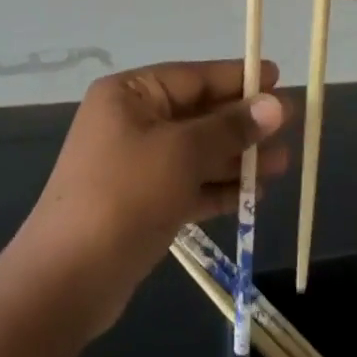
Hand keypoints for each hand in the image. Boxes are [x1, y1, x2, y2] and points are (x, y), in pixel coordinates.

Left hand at [16, 60, 286, 334]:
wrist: (68, 280)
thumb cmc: (126, 195)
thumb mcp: (183, 153)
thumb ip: (230, 128)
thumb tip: (275, 104)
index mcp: (130, 94)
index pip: (193, 76)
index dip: (236, 78)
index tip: (276, 77)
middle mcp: (130, 122)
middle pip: (197, 114)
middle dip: (242, 124)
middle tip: (288, 128)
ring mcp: (135, 164)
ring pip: (196, 152)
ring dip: (237, 158)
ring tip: (282, 165)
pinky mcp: (142, 203)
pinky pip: (188, 184)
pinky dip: (218, 187)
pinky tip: (254, 195)